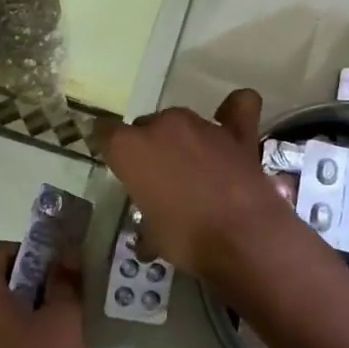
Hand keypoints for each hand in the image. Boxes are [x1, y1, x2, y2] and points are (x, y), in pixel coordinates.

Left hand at [0, 239, 86, 347]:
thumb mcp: (64, 316)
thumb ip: (65, 280)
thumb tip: (66, 253)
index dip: (27, 248)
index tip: (56, 264)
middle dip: (33, 276)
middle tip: (67, 287)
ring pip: (1, 308)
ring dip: (31, 304)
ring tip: (65, 315)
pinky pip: (3, 334)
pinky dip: (25, 330)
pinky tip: (55, 345)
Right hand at [96, 89, 296, 278]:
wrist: (244, 239)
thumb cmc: (186, 240)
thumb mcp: (152, 237)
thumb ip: (146, 225)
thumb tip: (146, 240)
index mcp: (130, 148)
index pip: (104, 132)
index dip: (107, 145)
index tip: (113, 161)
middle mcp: (162, 126)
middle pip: (146, 126)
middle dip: (149, 148)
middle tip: (159, 179)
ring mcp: (202, 125)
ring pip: (182, 122)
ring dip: (183, 140)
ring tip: (194, 169)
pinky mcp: (238, 133)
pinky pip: (238, 107)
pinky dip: (233, 111)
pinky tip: (230, 125)